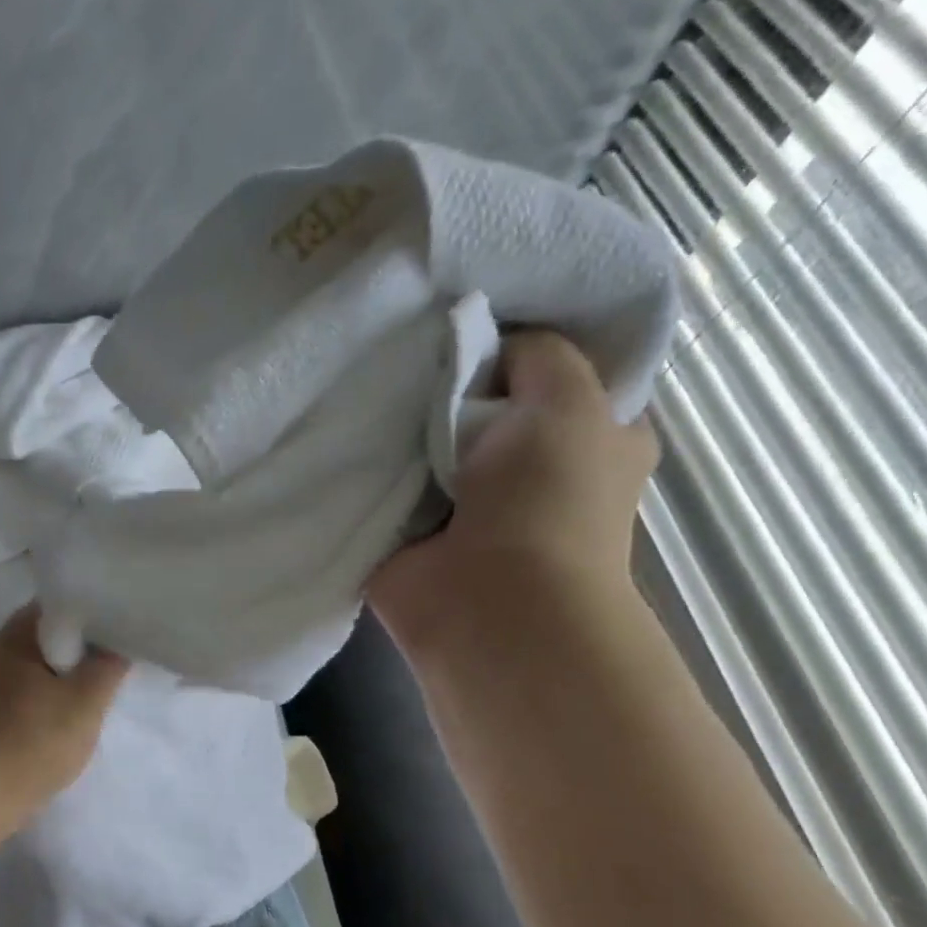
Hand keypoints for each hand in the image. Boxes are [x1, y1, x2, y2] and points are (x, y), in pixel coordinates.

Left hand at [0, 605, 130, 854]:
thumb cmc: (26, 744)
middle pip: (57, 638)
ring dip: (74, 683)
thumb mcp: (84, 703)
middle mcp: (2, 652)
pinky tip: (73, 728)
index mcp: (20, 633)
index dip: (103, 608)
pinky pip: (33, 702)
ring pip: (46, 673)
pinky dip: (56, 708)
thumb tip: (119, 642)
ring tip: (108, 696)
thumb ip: (108, 667)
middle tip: (129, 664)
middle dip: (91, 651)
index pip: (68, 602)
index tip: (135, 624)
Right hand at [368, 329, 658, 660]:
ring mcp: (461, 509)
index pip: (553, 374)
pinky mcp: (406, 538)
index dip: (518, 344)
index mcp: (587, 439)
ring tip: (365, 380)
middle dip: (448, 381)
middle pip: (480, 406)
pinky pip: (382, 488)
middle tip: (407, 345)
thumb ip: (537, 355)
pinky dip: (364, 468)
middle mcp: (527, 473)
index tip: (474, 318)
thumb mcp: (569, 399)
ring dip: (400, 424)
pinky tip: (339, 433)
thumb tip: (488, 343)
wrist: (488, 607)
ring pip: (426, 446)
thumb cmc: (549, 502)